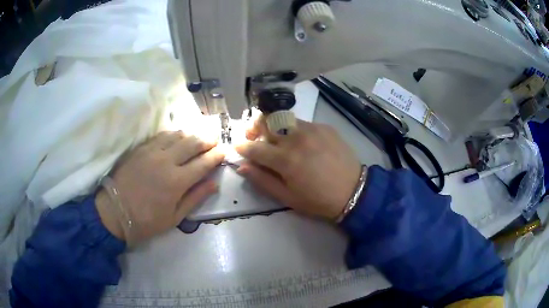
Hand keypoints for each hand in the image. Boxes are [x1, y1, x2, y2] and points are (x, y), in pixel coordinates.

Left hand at [95, 131, 223, 242]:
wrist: (115, 211)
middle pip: (192, 143)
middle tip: (215, 140)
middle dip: (207, 140)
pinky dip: (173, 134)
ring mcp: (152, 152)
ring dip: (191, 134)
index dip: (216, 155)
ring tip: (198, 137)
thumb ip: (195, 198)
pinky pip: (161, 135)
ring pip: (177, 135)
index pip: (203, 163)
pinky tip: (177, 136)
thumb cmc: (147, 220)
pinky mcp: (141, 148)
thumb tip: (214, 184)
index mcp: (177, 181)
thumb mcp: (175, 217)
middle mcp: (167, 161)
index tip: (224, 151)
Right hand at [236, 118, 361, 219]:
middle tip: (254, 137)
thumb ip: (262, 180)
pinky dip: (294, 129)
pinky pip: (302, 123)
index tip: (236, 147)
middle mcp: (296, 138)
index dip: (242, 147)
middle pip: (266, 120)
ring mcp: (312, 129)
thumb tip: (242, 167)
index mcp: (285, 159)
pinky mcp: (324, 127)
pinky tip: (301, 142)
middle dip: (254, 126)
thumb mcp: (287, 197)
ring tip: (277, 138)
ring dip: (274, 126)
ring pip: (283, 118)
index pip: (254, 147)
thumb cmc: (318, 200)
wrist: (354, 191)